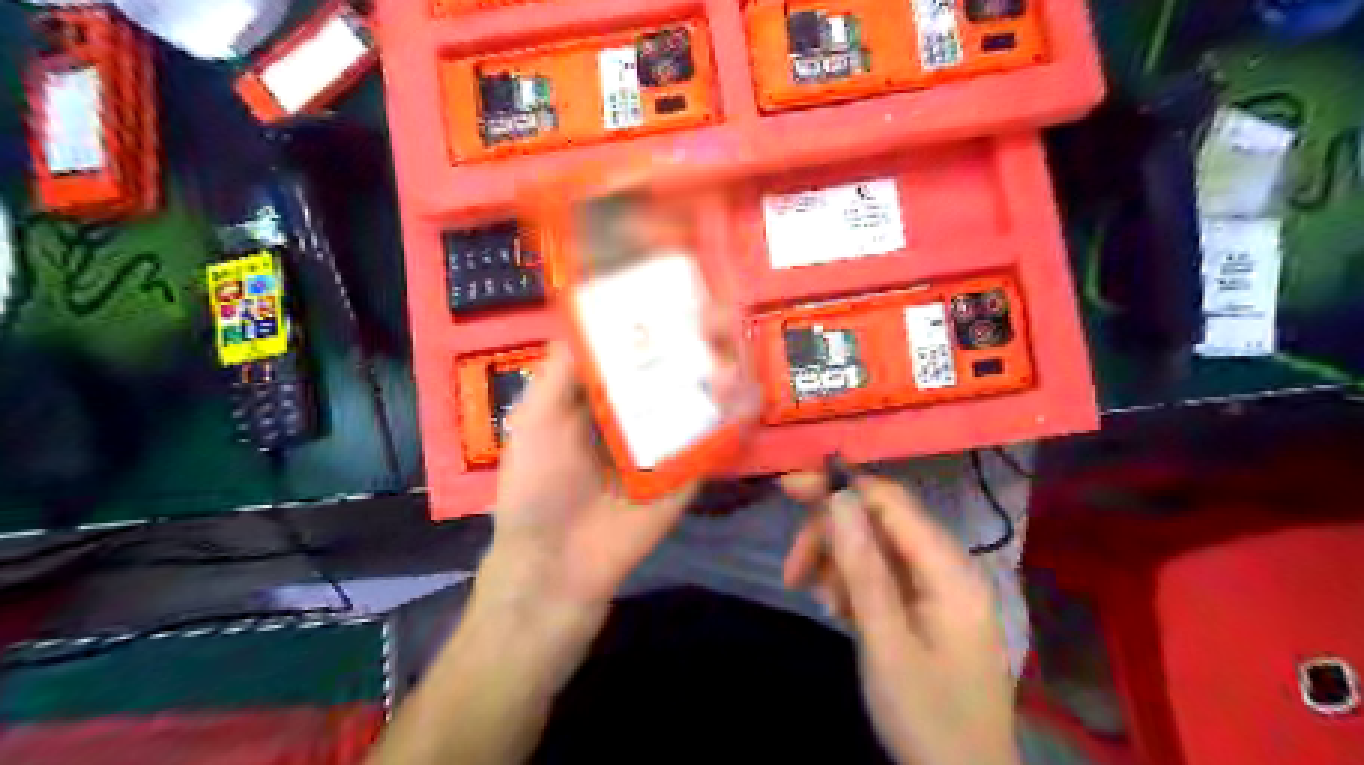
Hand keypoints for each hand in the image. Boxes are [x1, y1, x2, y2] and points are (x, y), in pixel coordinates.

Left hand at [481, 309, 756, 621]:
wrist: (557, 562)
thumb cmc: (537, 483)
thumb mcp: (537, 416)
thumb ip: (564, 366)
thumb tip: (590, 305)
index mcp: (605, 390)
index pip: (639, 339)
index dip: (661, 310)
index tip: (684, 281)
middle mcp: (642, 406)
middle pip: (681, 360)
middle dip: (703, 332)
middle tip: (716, 315)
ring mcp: (671, 437)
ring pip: (707, 392)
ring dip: (726, 367)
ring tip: (726, 356)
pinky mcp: (692, 468)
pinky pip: (720, 436)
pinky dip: (737, 414)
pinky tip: (742, 395)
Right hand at [784, 471, 1016, 764]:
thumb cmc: (927, 716)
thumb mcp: (886, 643)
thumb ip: (864, 567)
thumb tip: (840, 497)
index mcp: (949, 570)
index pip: (890, 500)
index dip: (839, 487)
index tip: (788, 490)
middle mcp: (947, 567)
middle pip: (878, 522)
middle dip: (831, 538)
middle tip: (793, 572)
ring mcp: (937, 587)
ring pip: (874, 548)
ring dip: (839, 566)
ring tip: (824, 604)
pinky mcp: (925, 606)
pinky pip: (882, 575)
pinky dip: (853, 586)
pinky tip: (839, 610)